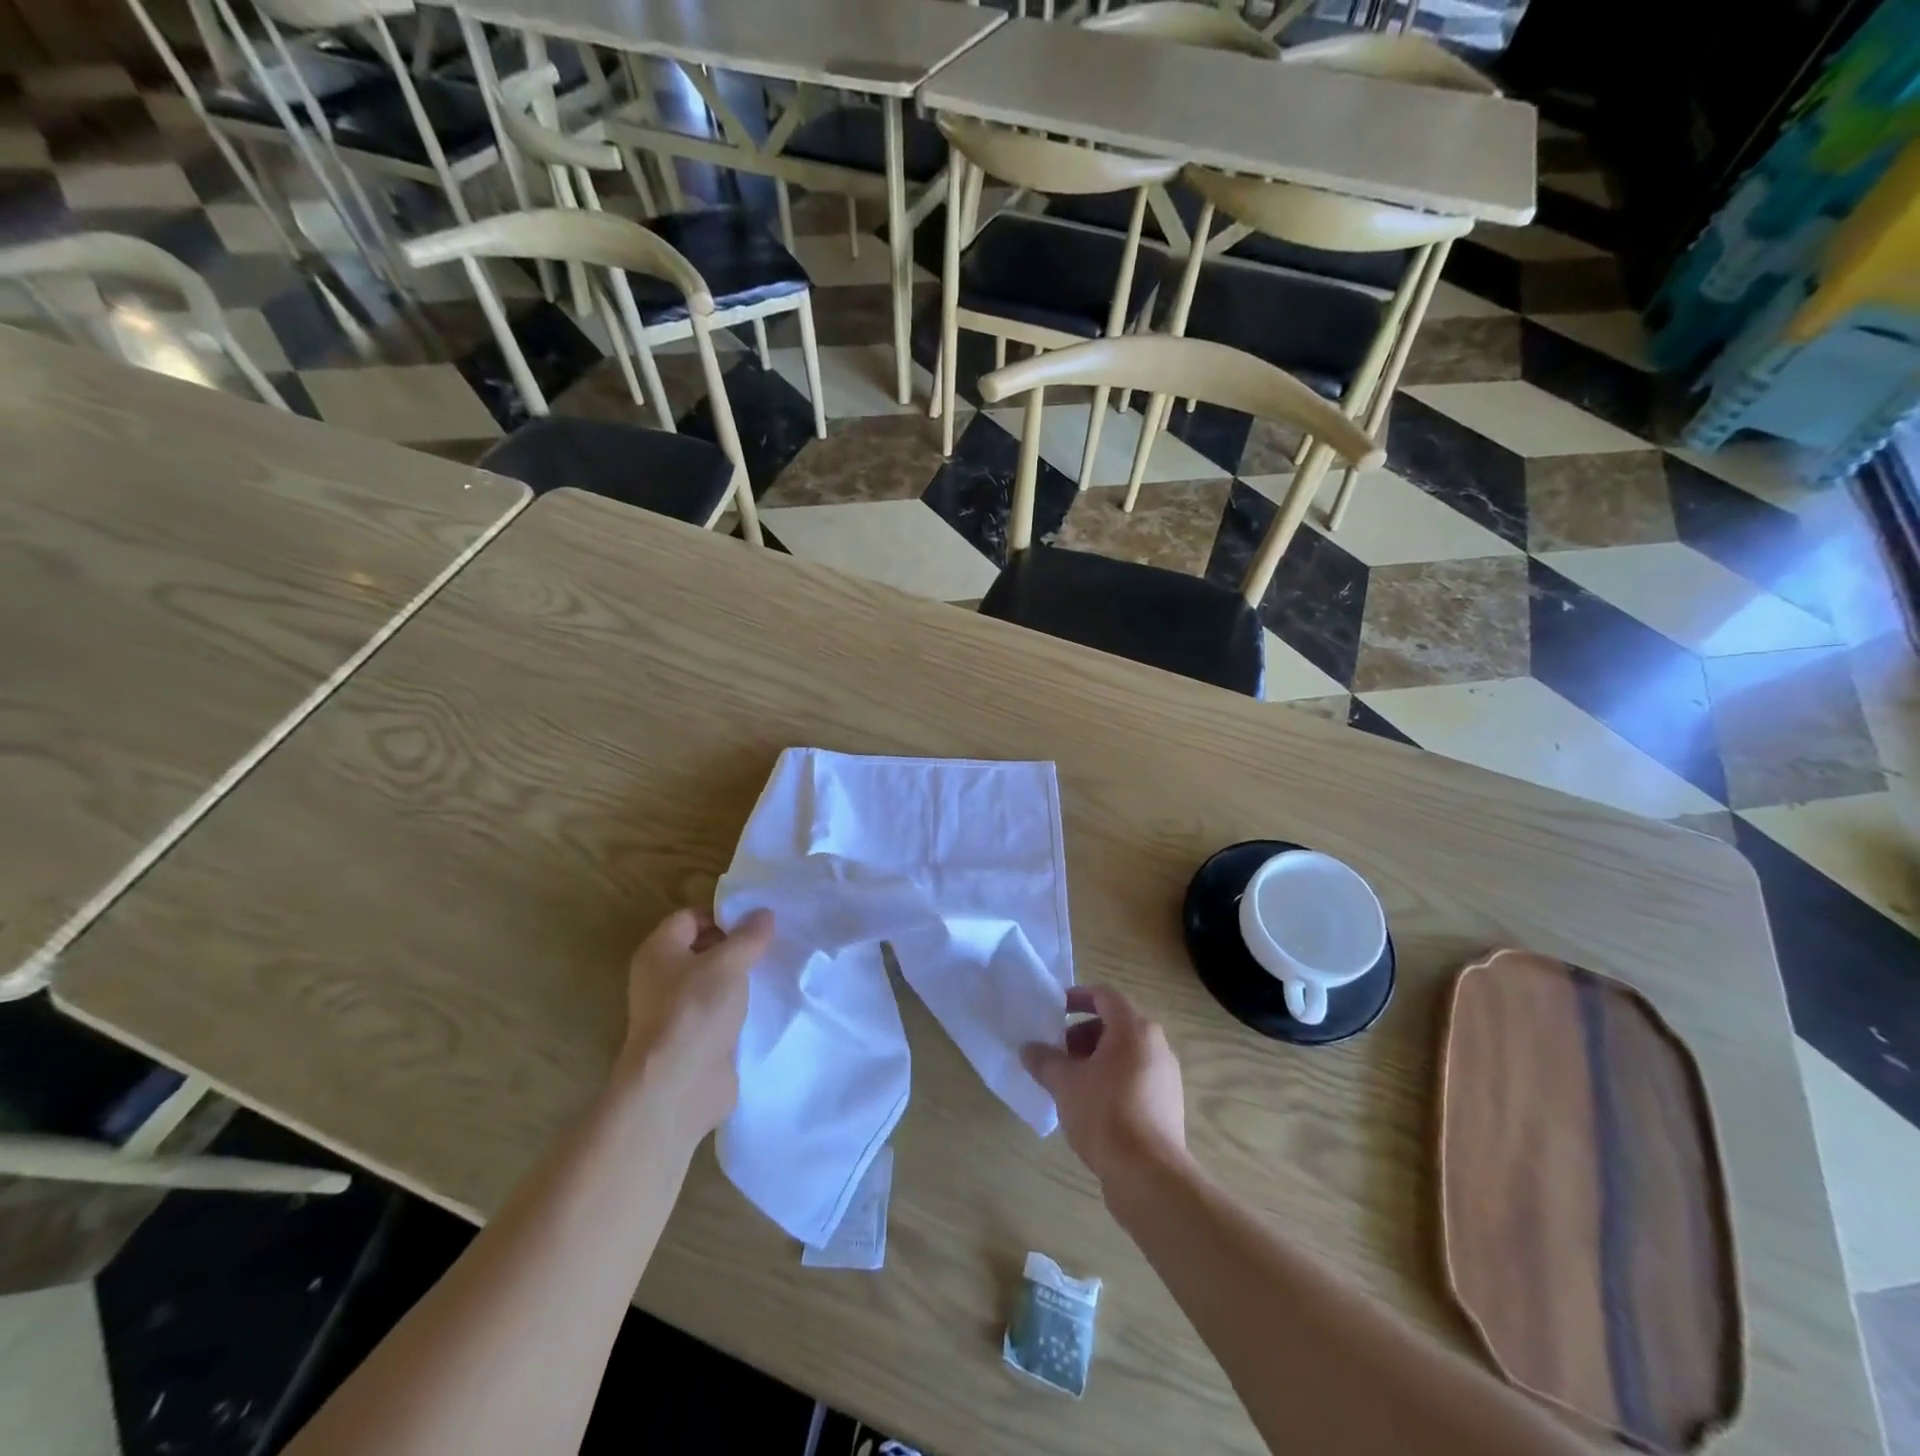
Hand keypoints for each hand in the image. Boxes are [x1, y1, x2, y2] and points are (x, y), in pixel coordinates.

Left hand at [616, 907, 774, 1144]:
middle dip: (736, 944)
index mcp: (659, 951)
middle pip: (701, 948)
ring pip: (713, 982)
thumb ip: (748, 936)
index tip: (758, 920)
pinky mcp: (693, 1039)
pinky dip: (740, 1006)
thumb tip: (763, 913)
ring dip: (740, 977)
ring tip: (774, 969)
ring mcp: (676, 1011)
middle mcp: (661, 978)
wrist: (678, 1087)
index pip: (690, 917)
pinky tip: (767, 1003)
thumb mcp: (728, 963)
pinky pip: (719, 1011)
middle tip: (772, 942)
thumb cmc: (696, 1011)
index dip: (722, 914)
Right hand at [1022, 985, 1188, 1191]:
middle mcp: (1156, 1045)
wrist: (1149, 1176)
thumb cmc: (1105, 1115)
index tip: (1055, 1010)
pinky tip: (1091, 1107)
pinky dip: (1112, 1080)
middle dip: (1082, 1035)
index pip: (1105, 995)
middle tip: (1058, 1055)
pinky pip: (1135, 1077)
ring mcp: (1166, 1075)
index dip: (1078, 997)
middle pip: (1115, 1025)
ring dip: (1096, 1060)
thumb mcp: (1065, 1084)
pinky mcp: (1168, 1104)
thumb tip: (1028, 1049)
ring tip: (1070, 1083)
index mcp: (1134, 1029)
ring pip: (1125, 1053)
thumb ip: (1044, 1061)